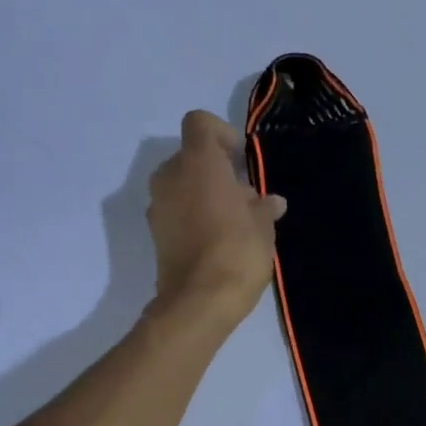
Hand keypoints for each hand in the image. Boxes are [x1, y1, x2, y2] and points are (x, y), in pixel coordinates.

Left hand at [147, 110, 286, 324]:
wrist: (199, 302)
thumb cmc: (237, 252)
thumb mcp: (263, 227)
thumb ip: (264, 208)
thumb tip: (270, 202)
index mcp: (198, 163)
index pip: (200, 124)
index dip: (222, 134)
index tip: (241, 160)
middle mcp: (170, 176)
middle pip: (191, 157)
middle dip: (216, 170)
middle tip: (244, 197)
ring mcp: (158, 205)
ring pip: (182, 185)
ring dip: (204, 194)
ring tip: (233, 221)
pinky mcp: (155, 233)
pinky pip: (176, 210)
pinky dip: (193, 215)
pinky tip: (217, 240)